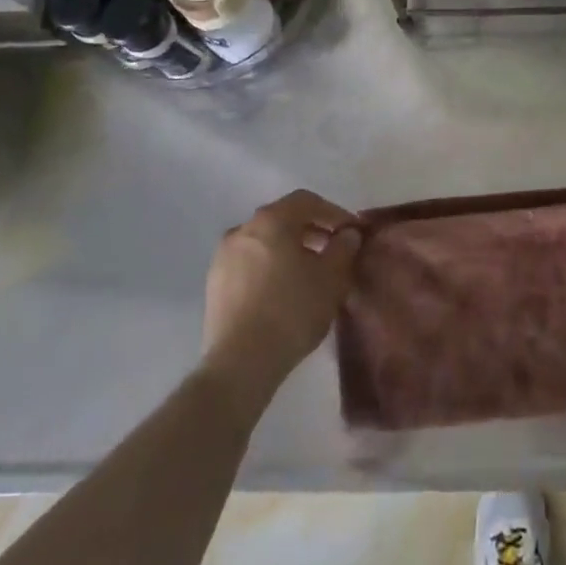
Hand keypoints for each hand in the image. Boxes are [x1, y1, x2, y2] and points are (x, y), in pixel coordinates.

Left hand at [202, 191, 361, 392]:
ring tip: (310, 273)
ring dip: (290, 249)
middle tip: (334, 250)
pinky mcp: (214, 285)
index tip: (351, 232)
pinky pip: (249, 263)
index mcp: (271, 220)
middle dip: (312, 230)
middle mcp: (243, 229)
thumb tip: (348, 234)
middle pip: (283, 219)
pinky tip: (284, 290)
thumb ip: (343, 248)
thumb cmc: (292, 310)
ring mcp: (223, 257)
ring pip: (264, 242)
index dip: (333, 212)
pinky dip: (270, 266)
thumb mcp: (331, 277)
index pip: (306, 201)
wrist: (240, 363)